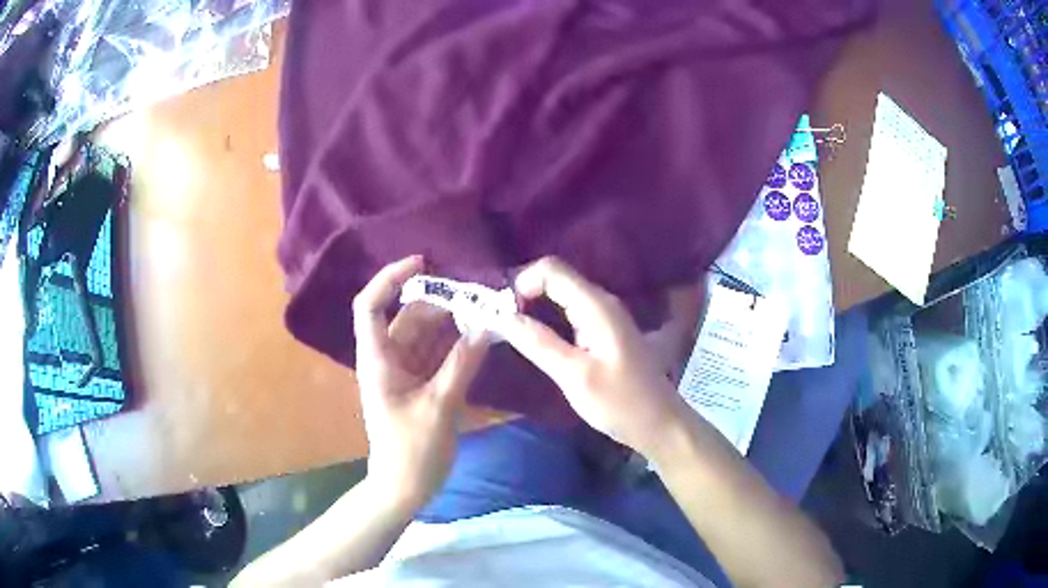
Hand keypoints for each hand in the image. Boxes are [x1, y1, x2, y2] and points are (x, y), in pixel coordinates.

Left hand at [353, 256, 488, 509]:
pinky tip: (481, 336)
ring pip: (426, 333)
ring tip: (487, 311)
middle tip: (480, 294)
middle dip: (440, 301)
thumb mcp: (439, 406)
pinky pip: (438, 352)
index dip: (389, 278)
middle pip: (408, 315)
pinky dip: (457, 343)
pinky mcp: (421, 383)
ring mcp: (406, 371)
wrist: (405, 487)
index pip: (369, 305)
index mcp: (378, 360)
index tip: (424, 263)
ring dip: (453, 321)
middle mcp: (388, 358)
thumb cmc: (412, 451)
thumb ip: (463, 364)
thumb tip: (486, 325)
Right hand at [500, 257, 690, 455]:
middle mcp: (602, 302)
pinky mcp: (604, 331)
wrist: (658, 423)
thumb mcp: (574, 376)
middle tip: (500, 324)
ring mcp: (605, 316)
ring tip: (511, 332)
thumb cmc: (620, 403)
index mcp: (596, 306)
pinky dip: (549, 319)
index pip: (551, 269)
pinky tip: (537, 340)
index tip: (503, 314)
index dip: (522, 283)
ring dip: (535, 307)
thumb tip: (502, 317)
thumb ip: (539, 343)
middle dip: (524, 294)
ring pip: (562, 295)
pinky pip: (570, 312)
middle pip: (556, 278)